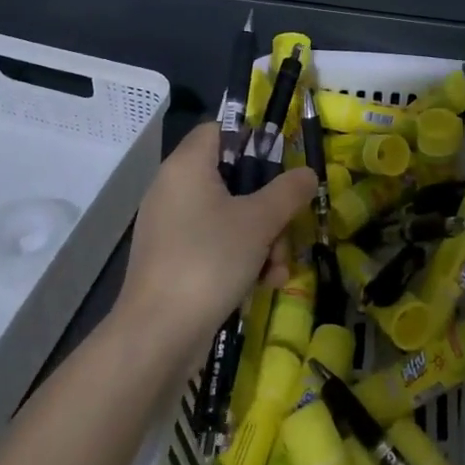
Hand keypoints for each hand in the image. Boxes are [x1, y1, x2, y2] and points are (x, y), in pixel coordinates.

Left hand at [115, 123, 316, 353]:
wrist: (158, 335)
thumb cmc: (209, 260)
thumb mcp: (260, 221)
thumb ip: (288, 191)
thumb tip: (307, 173)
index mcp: (187, 166)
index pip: (219, 130)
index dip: (253, 140)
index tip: (281, 165)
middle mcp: (174, 189)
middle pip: (233, 179)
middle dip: (268, 207)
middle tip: (286, 228)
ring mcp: (171, 227)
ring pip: (229, 216)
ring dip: (262, 239)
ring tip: (277, 269)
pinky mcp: (173, 260)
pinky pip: (215, 244)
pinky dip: (241, 258)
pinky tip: (263, 284)